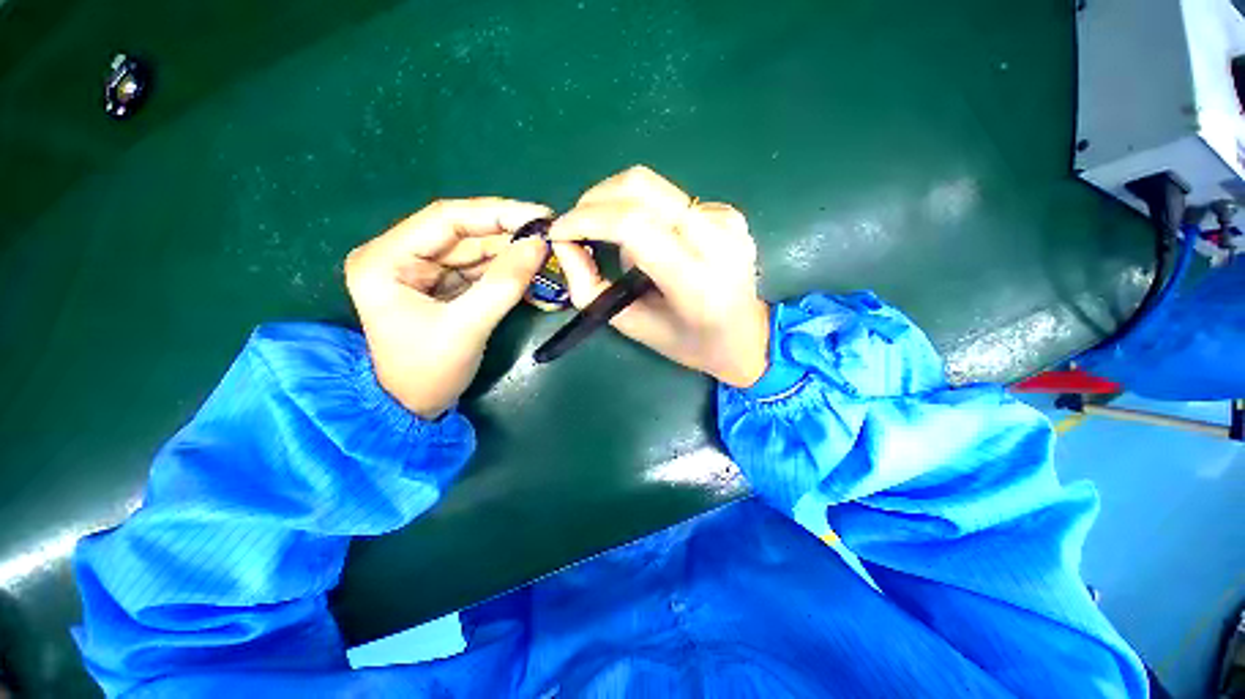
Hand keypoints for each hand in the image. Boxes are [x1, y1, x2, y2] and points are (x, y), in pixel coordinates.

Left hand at [345, 198, 552, 417]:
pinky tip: (532, 272)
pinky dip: (506, 272)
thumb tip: (539, 245)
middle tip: (551, 234)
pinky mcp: (441, 286)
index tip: (539, 215)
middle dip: (509, 235)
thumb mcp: (467, 327)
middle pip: (463, 233)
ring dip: (512, 253)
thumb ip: (503, 284)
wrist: (413, 408)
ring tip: (548, 253)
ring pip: (475, 251)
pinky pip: (479, 270)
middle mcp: (400, 256)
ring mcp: (422, 271)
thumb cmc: (428, 371)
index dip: (496, 213)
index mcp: (386, 259)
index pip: (446, 218)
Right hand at [548, 166, 769, 387]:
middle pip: (641, 187)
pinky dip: (644, 212)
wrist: (746, 336)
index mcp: (695, 280)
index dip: (586, 218)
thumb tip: (564, 242)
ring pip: (653, 187)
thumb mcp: (632, 325)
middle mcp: (716, 238)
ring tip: (612, 239)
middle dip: (595, 199)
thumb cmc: (688, 342)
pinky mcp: (727, 211)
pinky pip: (670, 199)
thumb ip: (589, 287)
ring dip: (617, 205)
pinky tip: (649, 242)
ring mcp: (727, 219)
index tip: (559, 230)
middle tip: (577, 226)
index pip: (632, 224)